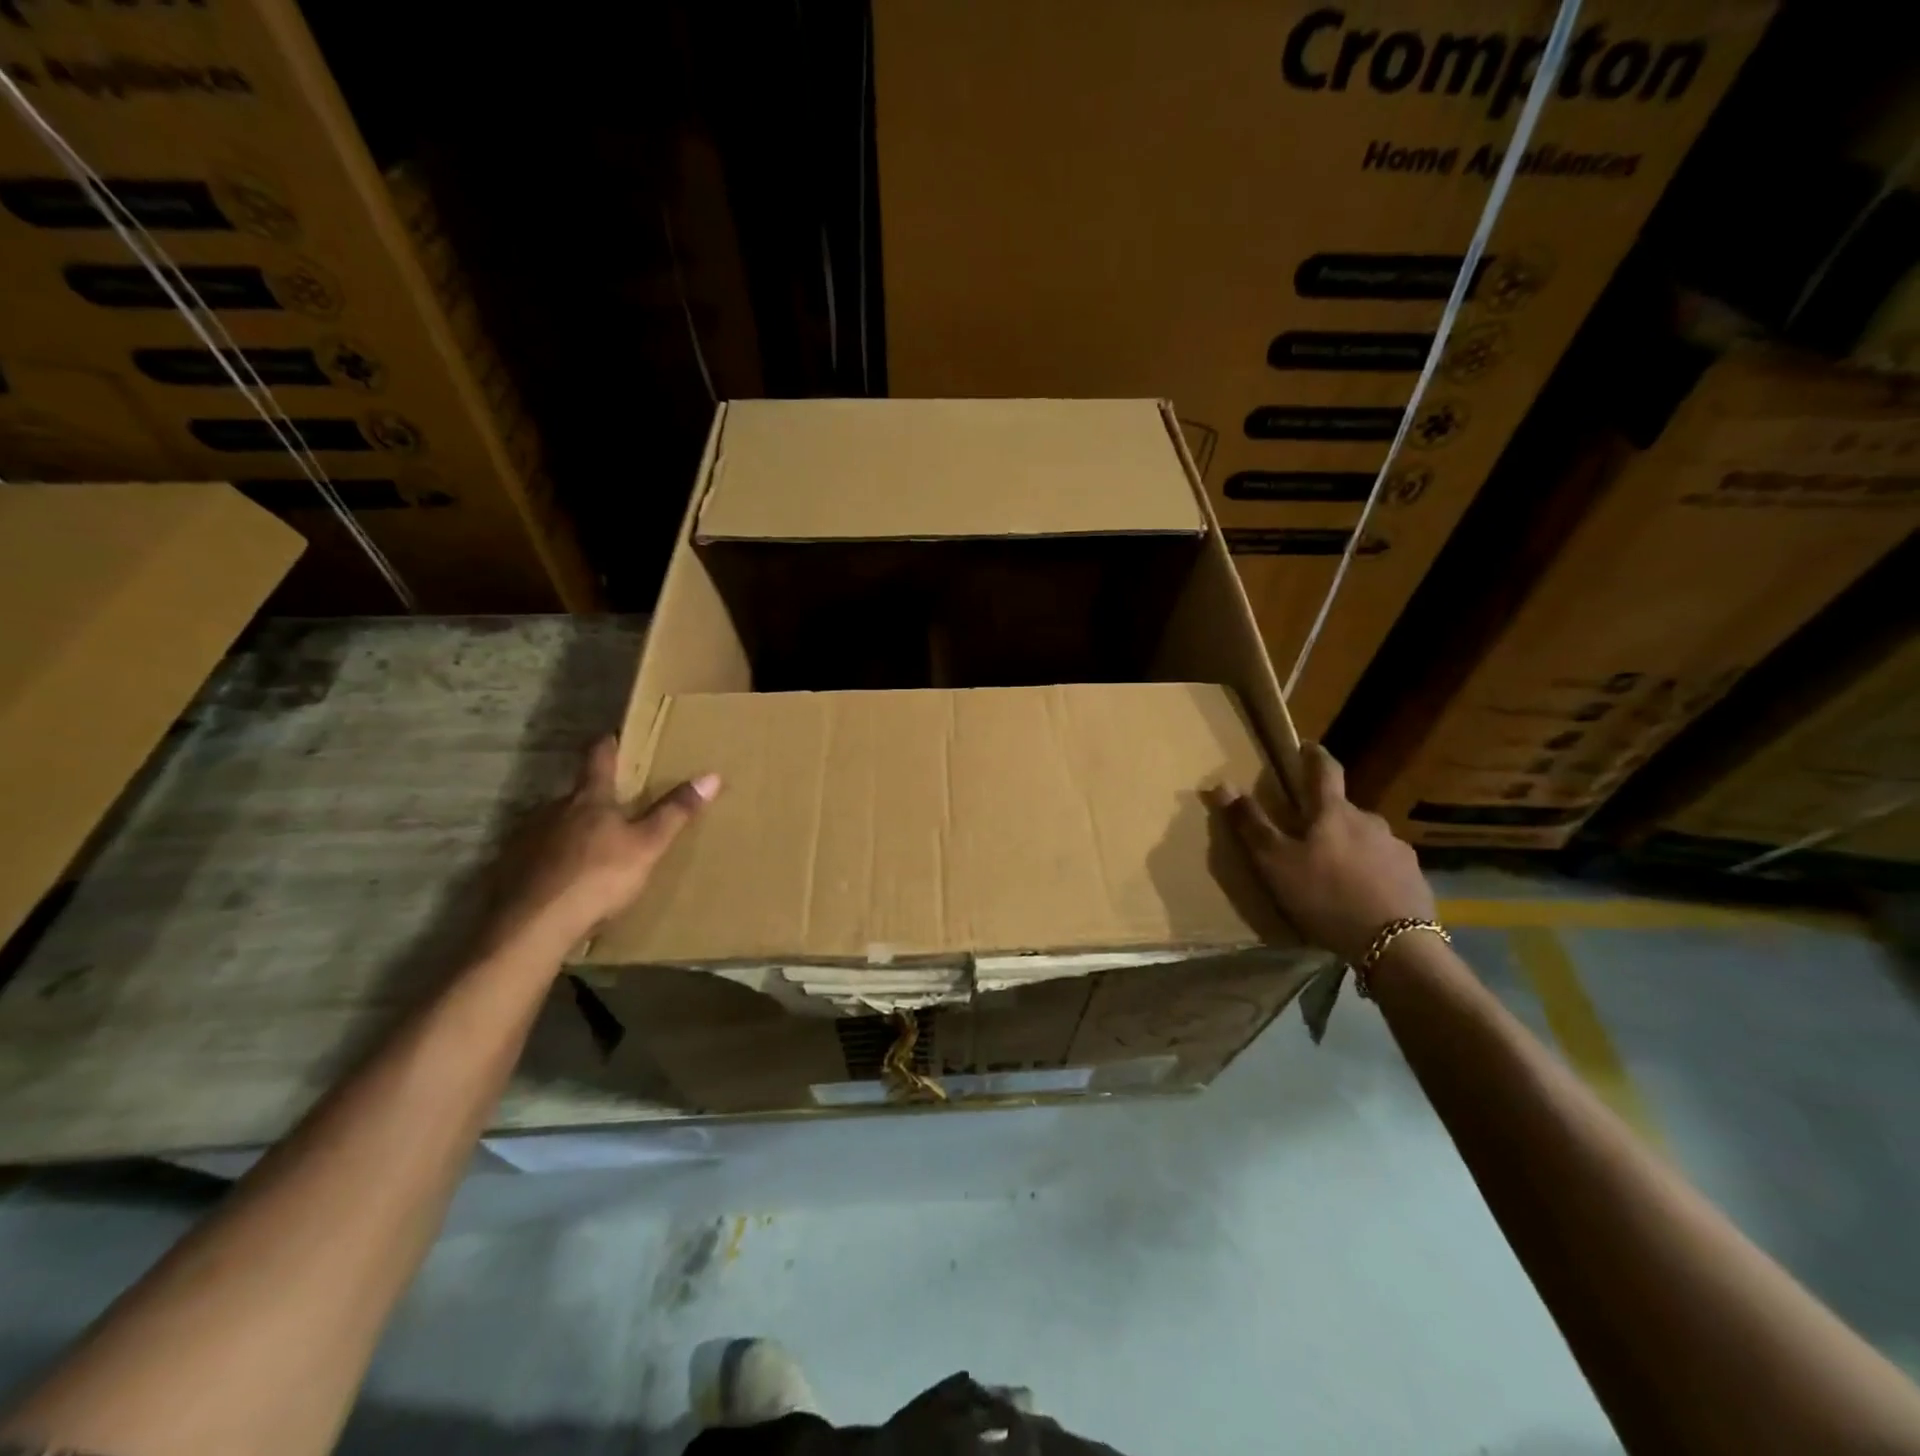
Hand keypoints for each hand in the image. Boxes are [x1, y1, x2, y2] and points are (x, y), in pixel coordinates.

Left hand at [480, 737, 718, 957]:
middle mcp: (553, 810)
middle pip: (576, 795)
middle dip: (594, 798)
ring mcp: (526, 839)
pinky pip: (536, 855)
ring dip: (571, 831)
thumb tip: (711, 775)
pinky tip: (562, 879)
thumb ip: (675, 813)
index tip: (613, 734)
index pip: (599, 759)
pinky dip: (551, 860)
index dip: (608, 745)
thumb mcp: (648, 846)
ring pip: (554, 825)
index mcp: (589, 800)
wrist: (533, 926)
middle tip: (613, 807)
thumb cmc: (598, 877)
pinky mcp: (510, 869)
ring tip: (590, 848)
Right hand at [1207, 744, 1434, 963]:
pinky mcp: (1414, 878)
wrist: (1395, 945)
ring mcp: (1397, 849)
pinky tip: (1361, 895)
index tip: (1307, 746)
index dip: (1314, 756)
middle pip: (1343, 810)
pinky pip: (1385, 865)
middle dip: (1326, 816)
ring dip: (1349, 846)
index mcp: (1333, 812)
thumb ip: (1251, 824)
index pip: (1325, 770)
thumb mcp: (1275, 862)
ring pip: (1365, 838)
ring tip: (1334, 873)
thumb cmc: (1326, 896)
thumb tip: (1222, 784)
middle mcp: (1370, 821)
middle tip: (1307, 835)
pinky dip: (1370, 871)